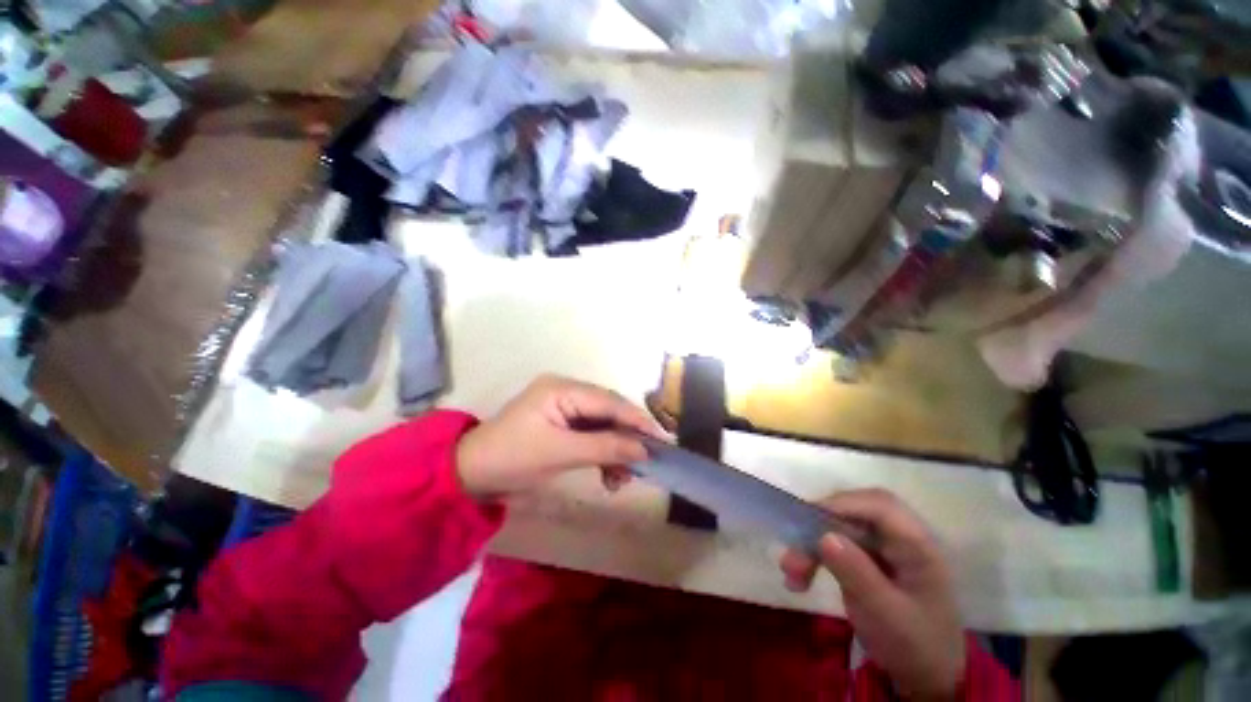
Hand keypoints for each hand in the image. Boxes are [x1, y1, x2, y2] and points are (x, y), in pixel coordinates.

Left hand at [455, 375, 665, 498]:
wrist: (470, 474)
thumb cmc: (512, 459)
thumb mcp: (561, 453)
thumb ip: (604, 447)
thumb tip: (644, 449)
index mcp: (562, 389)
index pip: (609, 401)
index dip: (637, 420)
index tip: (662, 440)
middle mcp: (567, 391)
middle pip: (609, 411)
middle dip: (627, 438)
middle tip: (645, 463)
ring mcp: (565, 407)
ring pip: (603, 425)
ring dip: (615, 450)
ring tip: (622, 479)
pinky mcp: (563, 423)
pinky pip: (591, 434)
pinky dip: (602, 453)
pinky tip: (609, 475)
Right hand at [779, 489, 964, 700]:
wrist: (926, 676)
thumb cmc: (914, 645)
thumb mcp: (885, 615)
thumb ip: (857, 574)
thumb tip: (824, 536)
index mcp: (917, 544)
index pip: (879, 505)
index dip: (842, 505)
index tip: (806, 522)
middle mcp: (899, 536)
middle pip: (853, 511)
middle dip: (818, 526)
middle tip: (794, 553)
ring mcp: (882, 545)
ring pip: (838, 525)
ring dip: (810, 543)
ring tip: (791, 572)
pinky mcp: (867, 556)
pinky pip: (834, 542)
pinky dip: (814, 554)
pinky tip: (800, 577)